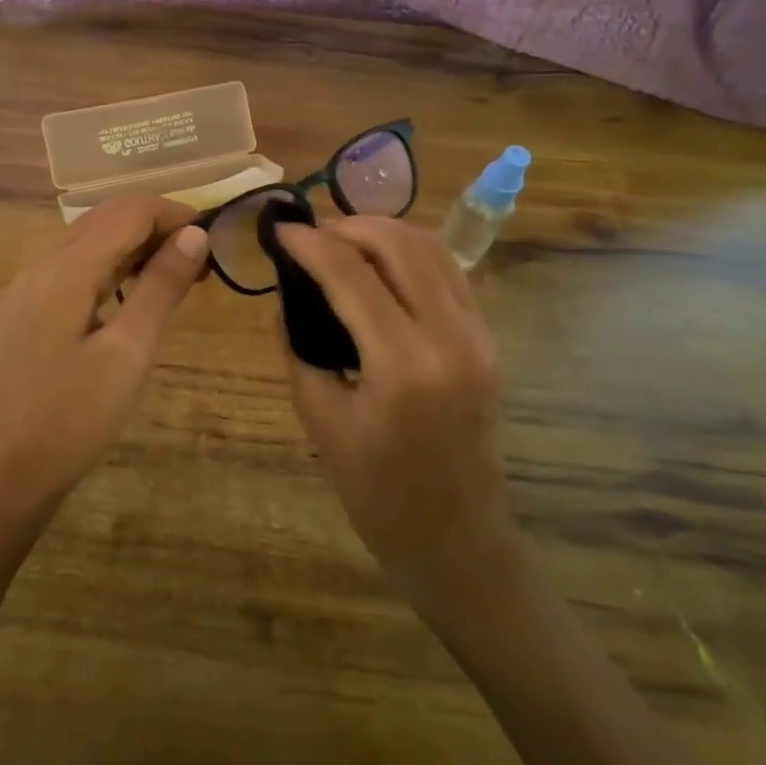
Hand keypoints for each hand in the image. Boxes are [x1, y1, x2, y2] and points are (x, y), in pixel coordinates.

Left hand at [0, 195, 209, 531]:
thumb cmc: (72, 418)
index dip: (173, 213)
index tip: (214, 236)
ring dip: (133, 246)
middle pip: (105, 219)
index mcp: (65, 268)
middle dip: (155, 226)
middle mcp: (40, 263)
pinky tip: (129, 296)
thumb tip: (194, 235)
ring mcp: (27, 286)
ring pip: (87, 241)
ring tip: (175, 277)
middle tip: (200, 261)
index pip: (127, 211)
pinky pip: (72, 267)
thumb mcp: (128, 352)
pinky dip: (109, 267)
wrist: (3, 474)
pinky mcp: (24, 309)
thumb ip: (160, 287)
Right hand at [274, 217, 517, 603]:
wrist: (456, 538)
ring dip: (382, 232)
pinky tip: (378, 264)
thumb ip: (298, 346)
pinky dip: (409, 253)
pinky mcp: (487, 339)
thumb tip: (286, 293)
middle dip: (348, 226)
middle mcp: (450, 336)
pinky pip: (448, 273)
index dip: (309, 244)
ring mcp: (478, 335)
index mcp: (403, 364)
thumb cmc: (377, 492)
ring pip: (431, 249)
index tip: (278, 229)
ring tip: (339, 240)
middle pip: (399, 244)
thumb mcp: (320, 418)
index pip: (350, 274)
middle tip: (309, 233)